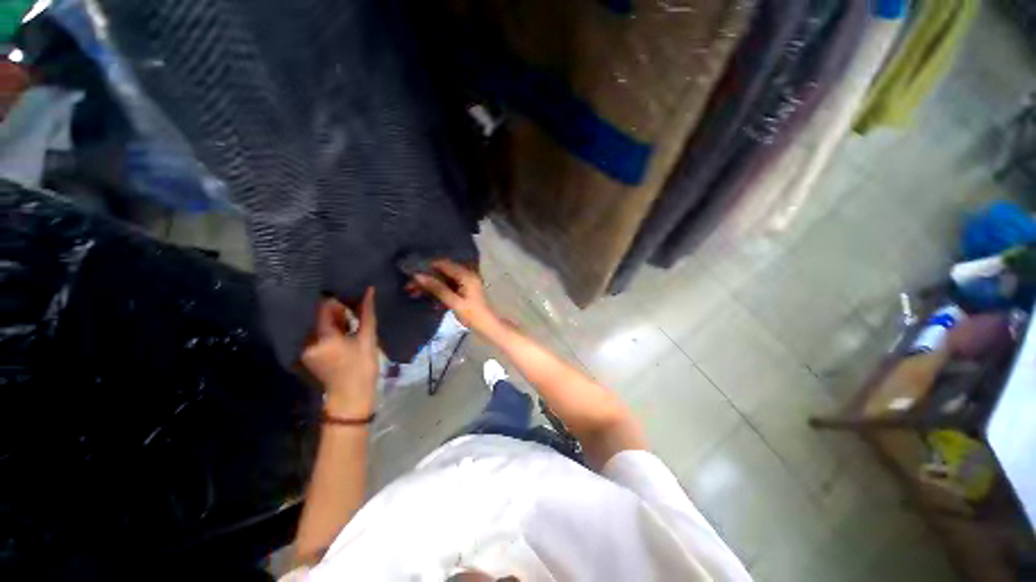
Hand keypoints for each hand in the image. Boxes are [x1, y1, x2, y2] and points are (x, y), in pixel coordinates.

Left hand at [301, 287, 378, 417]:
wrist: (351, 397)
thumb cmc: (362, 367)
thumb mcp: (368, 338)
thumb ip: (367, 313)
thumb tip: (369, 290)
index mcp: (323, 336)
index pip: (325, 307)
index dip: (340, 302)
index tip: (354, 304)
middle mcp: (309, 340)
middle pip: (322, 317)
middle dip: (340, 315)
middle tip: (357, 321)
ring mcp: (307, 349)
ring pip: (322, 327)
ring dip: (337, 325)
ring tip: (353, 333)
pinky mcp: (309, 356)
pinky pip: (320, 337)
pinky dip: (332, 335)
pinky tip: (345, 342)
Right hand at [406, 260, 500, 334]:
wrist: (488, 326)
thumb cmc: (473, 315)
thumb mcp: (454, 302)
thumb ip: (437, 288)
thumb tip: (418, 276)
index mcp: (467, 275)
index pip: (444, 264)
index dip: (427, 266)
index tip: (410, 272)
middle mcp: (466, 275)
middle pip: (442, 272)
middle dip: (426, 278)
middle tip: (409, 286)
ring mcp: (465, 282)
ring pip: (443, 280)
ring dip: (429, 285)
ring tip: (412, 292)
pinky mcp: (463, 290)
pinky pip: (447, 286)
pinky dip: (436, 290)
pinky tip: (423, 296)